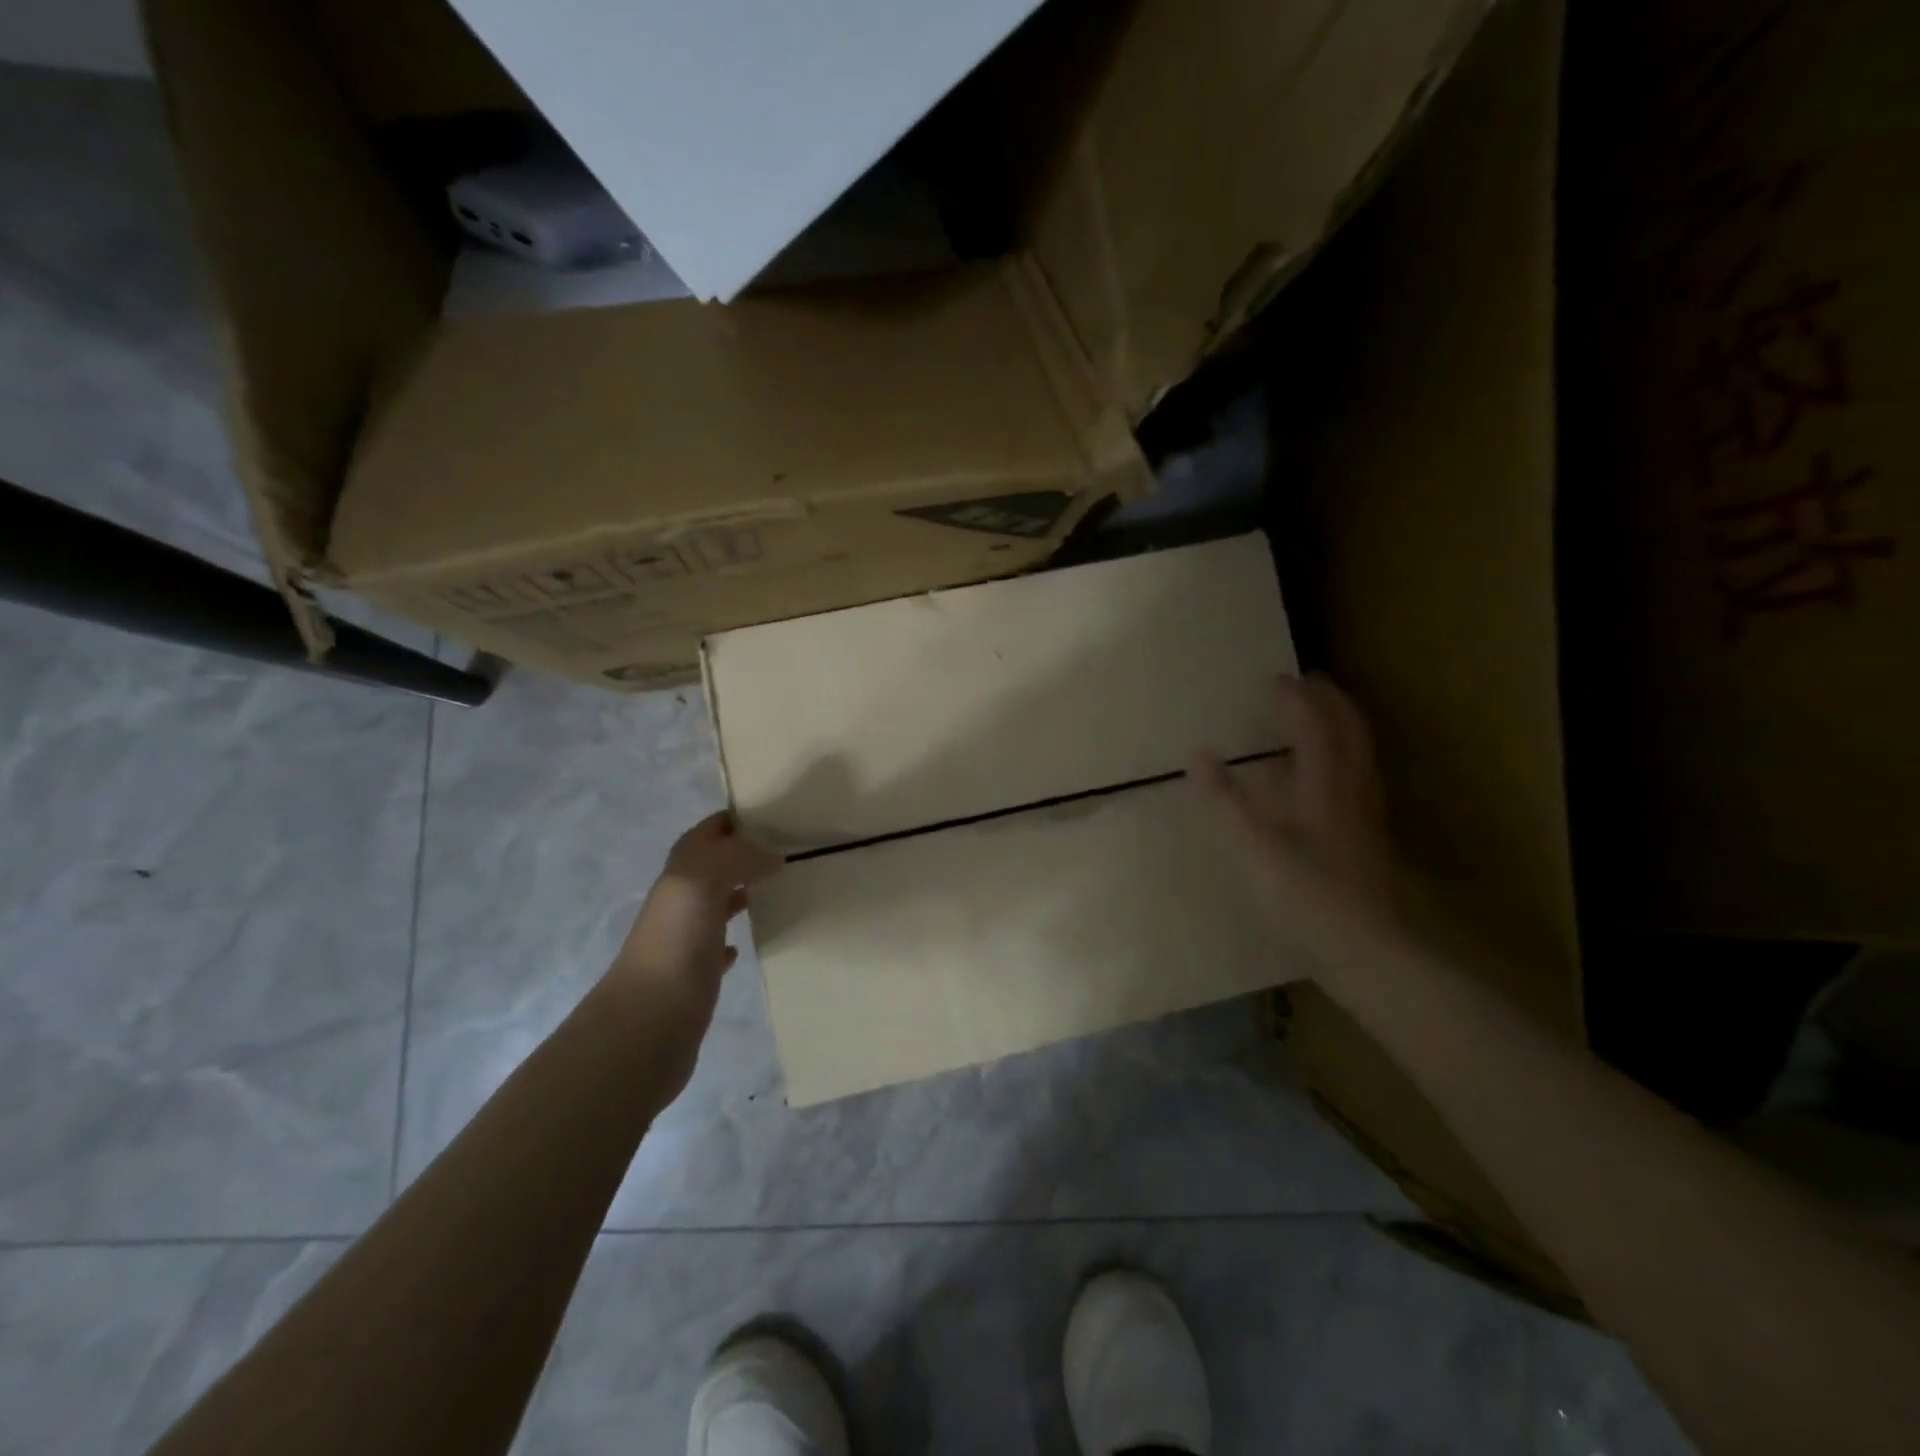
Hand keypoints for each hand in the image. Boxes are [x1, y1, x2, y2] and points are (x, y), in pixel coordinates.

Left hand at [605, 812, 782, 1042]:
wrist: (647, 1022)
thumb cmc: (676, 943)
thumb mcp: (702, 881)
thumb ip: (736, 857)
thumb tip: (770, 856)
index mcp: (681, 872)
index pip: (707, 832)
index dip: (734, 819)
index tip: (774, 815)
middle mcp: (679, 900)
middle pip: (711, 865)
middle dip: (743, 853)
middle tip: (786, 850)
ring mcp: (685, 938)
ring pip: (713, 903)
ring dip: (739, 892)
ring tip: (775, 889)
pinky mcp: (694, 976)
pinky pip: (714, 947)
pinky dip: (730, 939)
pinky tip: (744, 944)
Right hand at [1191, 674, 1400, 971]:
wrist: (1366, 952)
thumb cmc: (1304, 898)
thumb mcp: (1252, 849)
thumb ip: (1224, 800)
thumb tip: (1197, 753)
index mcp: (1324, 787)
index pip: (1313, 727)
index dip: (1293, 699)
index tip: (1272, 678)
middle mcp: (1351, 792)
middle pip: (1350, 732)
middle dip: (1330, 700)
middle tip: (1309, 680)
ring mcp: (1365, 817)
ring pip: (1361, 755)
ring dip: (1343, 725)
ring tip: (1321, 715)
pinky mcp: (1368, 840)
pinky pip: (1360, 779)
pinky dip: (1346, 758)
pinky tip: (1330, 778)